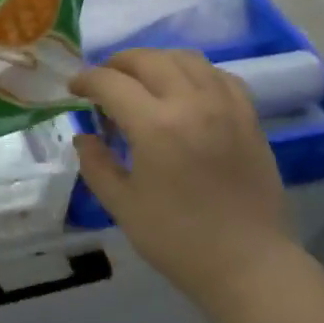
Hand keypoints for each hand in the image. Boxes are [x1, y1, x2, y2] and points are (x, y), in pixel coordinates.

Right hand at [70, 49, 301, 309]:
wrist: (248, 264)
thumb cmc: (178, 240)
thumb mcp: (122, 206)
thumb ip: (96, 164)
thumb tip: (84, 136)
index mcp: (156, 126)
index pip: (111, 83)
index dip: (86, 80)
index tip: (74, 89)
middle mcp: (192, 103)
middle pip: (148, 59)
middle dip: (118, 63)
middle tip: (103, 81)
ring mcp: (226, 106)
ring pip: (186, 58)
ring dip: (156, 61)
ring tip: (142, 81)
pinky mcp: (249, 116)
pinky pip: (218, 75)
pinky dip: (195, 73)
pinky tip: (185, 91)